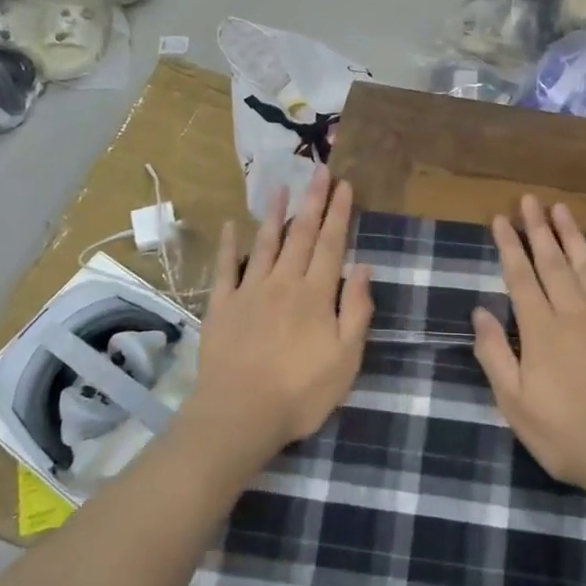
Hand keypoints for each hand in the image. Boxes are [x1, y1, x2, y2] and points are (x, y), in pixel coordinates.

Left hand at [182, 167, 374, 465]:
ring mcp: (249, 291)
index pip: (332, 244)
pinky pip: (226, 268)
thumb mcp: (346, 358)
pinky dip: (229, 246)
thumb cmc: (300, 392)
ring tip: (280, 185)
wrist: (239, 415)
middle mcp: (283, 282)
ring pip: (265, 243)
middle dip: (312, 200)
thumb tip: (364, 268)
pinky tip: (230, 226)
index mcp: (316, 294)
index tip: (344, 185)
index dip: (339, 213)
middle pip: (301, 234)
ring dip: (274, 213)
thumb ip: (356, 310)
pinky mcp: (221, 306)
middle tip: (319, 170)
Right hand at [472, 196, 585, 493]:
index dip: (509, 246)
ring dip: (573, 236)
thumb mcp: (515, 404)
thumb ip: (495, 354)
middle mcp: (575, 314)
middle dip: (538, 229)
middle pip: (553, 263)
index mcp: (541, 331)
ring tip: (561, 208)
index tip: (500, 218)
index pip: (520, 277)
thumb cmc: (566, 436)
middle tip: (530, 200)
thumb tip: (479, 312)